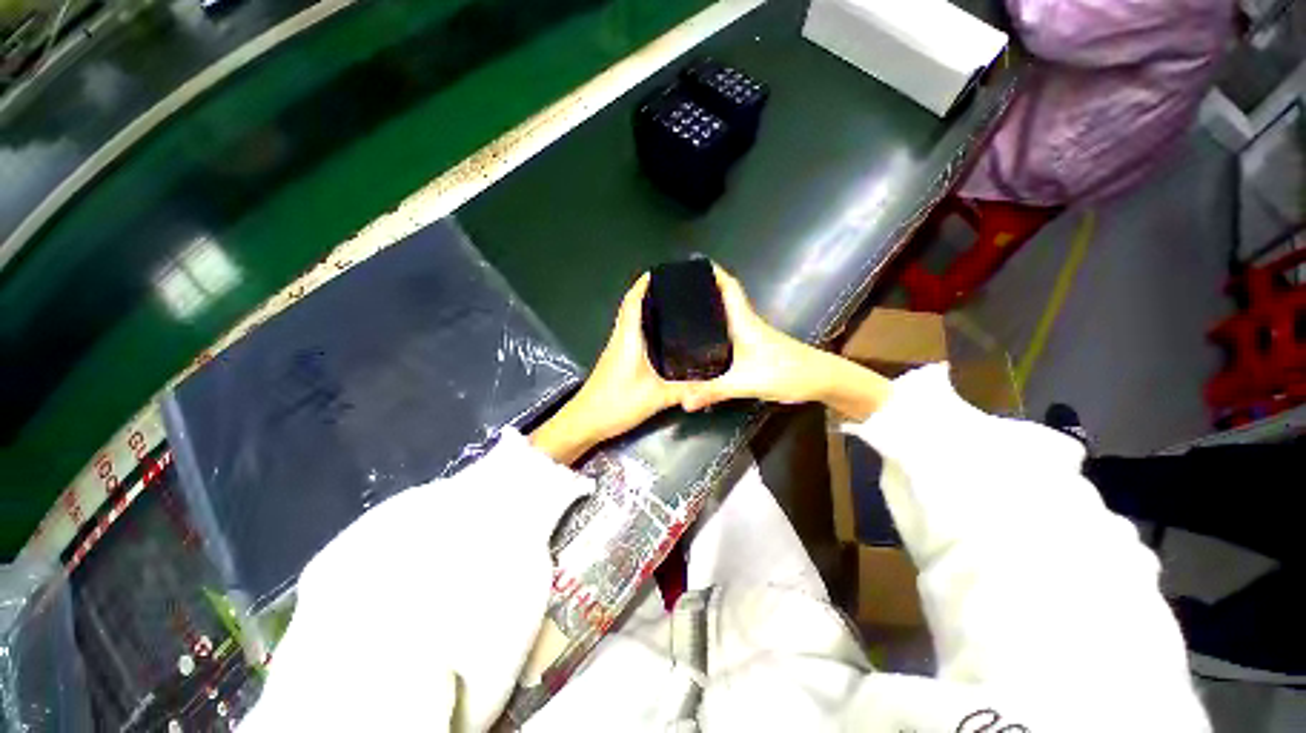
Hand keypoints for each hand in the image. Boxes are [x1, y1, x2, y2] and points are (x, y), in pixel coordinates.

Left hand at [530, 274, 684, 463]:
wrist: (586, 422)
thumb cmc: (616, 404)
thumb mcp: (656, 397)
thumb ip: (683, 389)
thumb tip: (709, 380)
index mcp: (627, 339)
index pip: (632, 303)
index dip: (643, 285)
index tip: (659, 272)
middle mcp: (620, 339)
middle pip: (631, 308)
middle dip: (648, 294)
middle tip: (673, 289)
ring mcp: (616, 350)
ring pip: (630, 322)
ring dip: (645, 310)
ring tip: (670, 308)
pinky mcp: (616, 361)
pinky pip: (631, 335)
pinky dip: (643, 328)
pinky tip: (659, 338)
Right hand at [681, 266, 833, 410]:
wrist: (821, 380)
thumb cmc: (786, 372)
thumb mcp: (746, 382)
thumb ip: (714, 391)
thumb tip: (683, 402)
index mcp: (744, 321)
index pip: (729, 288)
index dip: (713, 272)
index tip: (693, 264)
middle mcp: (747, 323)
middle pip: (723, 299)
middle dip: (703, 291)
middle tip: (676, 292)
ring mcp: (752, 336)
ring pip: (726, 317)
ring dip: (709, 311)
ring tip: (682, 314)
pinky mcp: (755, 349)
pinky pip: (730, 334)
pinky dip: (715, 332)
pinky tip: (704, 344)